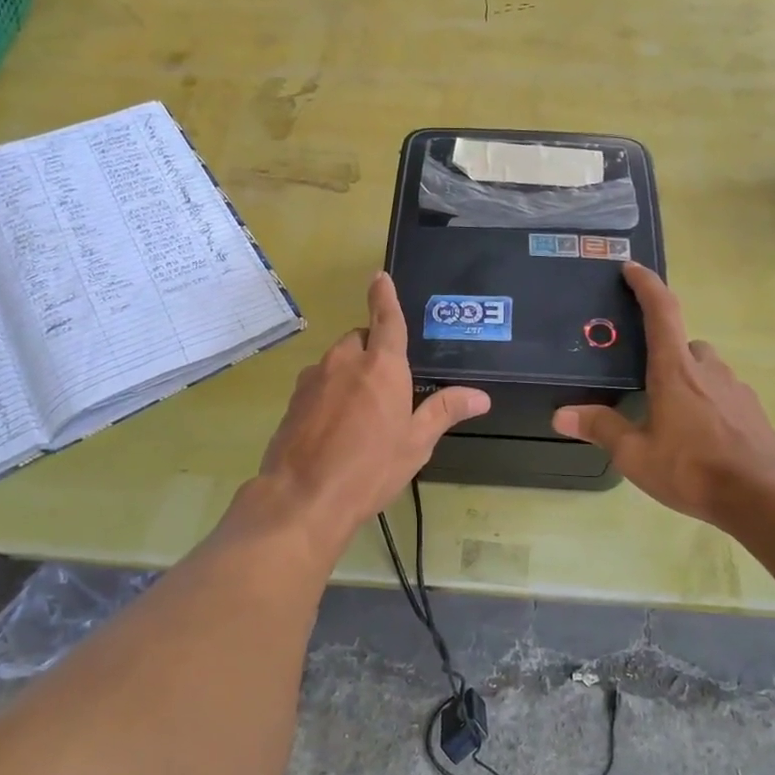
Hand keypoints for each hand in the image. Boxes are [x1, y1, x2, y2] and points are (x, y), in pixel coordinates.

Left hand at [249, 272, 488, 554]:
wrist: (303, 497)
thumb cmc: (370, 468)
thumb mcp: (415, 443)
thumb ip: (444, 411)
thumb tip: (480, 396)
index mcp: (381, 366)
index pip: (386, 319)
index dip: (385, 296)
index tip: (380, 276)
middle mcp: (344, 362)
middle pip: (359, 340)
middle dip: (372, 350)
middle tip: (387, 386)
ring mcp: (313, 379)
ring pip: (336, 361)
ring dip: (350, 373)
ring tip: (362, 413)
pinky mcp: (293, 399)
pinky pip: (318, 384)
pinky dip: (329, 392)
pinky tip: (335, 427)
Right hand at [553, 263, 774, 529]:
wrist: (763, 496)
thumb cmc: (692, 468)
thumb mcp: (636, 454)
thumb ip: (601, 429)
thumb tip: (561, 415)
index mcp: (675, 370)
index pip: (661, 311)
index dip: (646, 285)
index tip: (632, 268)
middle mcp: (707, 369)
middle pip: (684, 343)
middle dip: (664, 351)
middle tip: (644, 378)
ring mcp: (735, 388)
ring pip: (705, 369)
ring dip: (687, 378)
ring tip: (669, 415)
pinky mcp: (752, 411)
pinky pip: (723, 393)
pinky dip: (707, 401)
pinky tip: (699, 435)